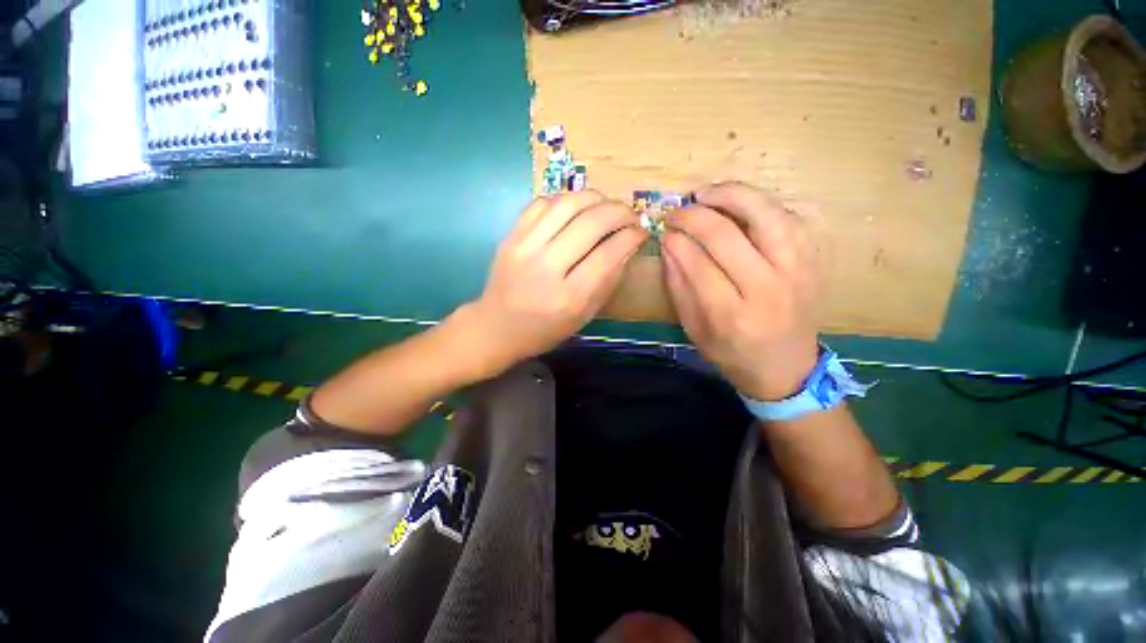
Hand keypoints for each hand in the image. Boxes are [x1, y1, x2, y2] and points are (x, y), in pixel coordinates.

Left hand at [461, 191, 646, 371]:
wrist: (496, 327)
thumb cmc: (544, 329)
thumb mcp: (583, 316)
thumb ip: (608, 282)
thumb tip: (628, 246)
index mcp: (568, 297)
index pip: (608, 254)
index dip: (631, 237)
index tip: (642, 231)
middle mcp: (546, 267)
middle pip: (591, 223)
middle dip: (619, 211)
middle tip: (631, 214)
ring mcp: (524, 247)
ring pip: (567, 204)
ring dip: (595, 198)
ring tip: (607, 205)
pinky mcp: (511, 235)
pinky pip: (542, 202)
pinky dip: (565, 199)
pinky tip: (576, 208)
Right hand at [662, 182, 819, 400]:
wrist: (788, 369)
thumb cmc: (734, 355)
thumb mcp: (695, 331)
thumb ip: (679, 287)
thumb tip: (668, 245)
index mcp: (733, 316)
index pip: (699, 264)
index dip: (677, 240)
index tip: (663, 230)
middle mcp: (767, 290)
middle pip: (728, 236)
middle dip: (695, 216)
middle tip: (677, 211)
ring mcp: (797, 272)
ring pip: (766, 215)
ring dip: (733, 196)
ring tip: (707, 193)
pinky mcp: (813, 262)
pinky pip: (790, 218)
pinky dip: (762, 204)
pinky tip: (741, 204)